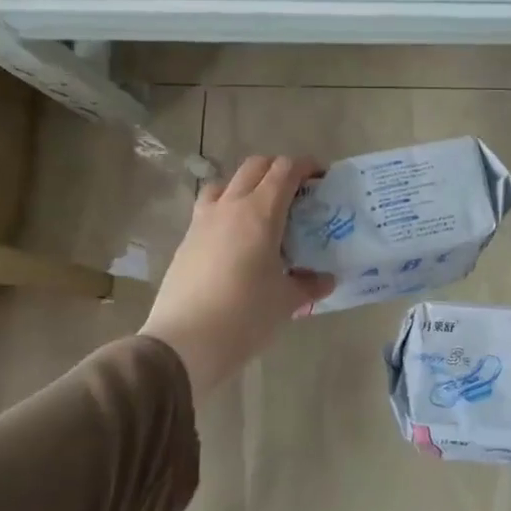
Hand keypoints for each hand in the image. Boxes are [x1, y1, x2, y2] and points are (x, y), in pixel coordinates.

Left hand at [139, 156, 333, 398]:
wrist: (184, 343)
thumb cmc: (245, 315)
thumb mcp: (287, 301)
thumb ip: (310, 285)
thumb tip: (326, 279)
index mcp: (261, 213)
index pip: (285, 170)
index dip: (306, 167)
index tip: (321, 178)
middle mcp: (230, 207)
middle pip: (254, 167)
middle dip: (278, 170)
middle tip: (296, 192)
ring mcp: (203, 222)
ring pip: (226, 183)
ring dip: (247, 185)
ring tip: (262, 211)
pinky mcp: (186, 241)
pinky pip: (209, 209)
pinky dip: (227, 210)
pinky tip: (237, 240)